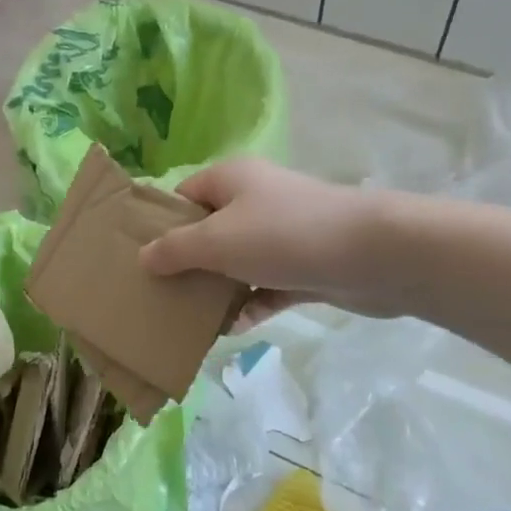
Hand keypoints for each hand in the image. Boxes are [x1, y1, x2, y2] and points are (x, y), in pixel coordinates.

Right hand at [140, 158, 390, 327]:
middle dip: (186, 265)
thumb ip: (175, 249)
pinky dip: (251, 305)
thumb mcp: (216, 241)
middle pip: (209, 232)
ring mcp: (282, 235)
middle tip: (159, 296)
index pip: (184, 197)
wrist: (372, 255)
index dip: (160, 225)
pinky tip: (233, 330)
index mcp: (231, 180)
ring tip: (189, 321)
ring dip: (218, 291)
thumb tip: (144, 257)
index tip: (139, 260)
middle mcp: (256, 201)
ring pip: (238, 263)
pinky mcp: (304, 267)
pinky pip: (266, 287)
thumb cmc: (283, 236)